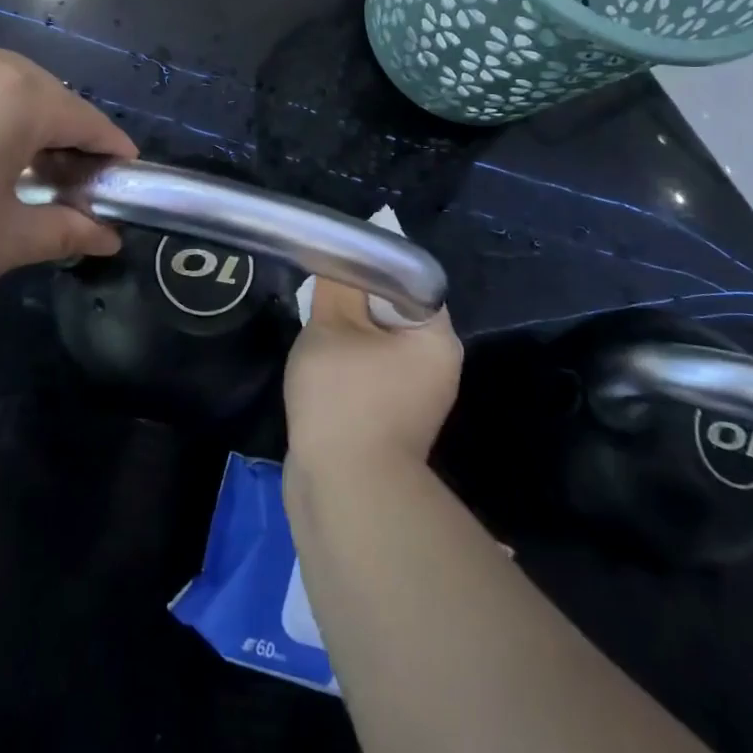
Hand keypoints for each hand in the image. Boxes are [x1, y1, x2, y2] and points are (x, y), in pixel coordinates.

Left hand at [0, 30, 136, 338]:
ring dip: (16, 124)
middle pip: (41, 95)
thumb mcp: (0, 244)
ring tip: (11, 175)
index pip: (84, 119)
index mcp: (13, 92)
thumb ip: (64, 229)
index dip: (109, 153)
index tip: (123, 182)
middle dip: (62, 139)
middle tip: (65, 189)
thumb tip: (107, 235)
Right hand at [284, 277, 462, 474]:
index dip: (370, 272)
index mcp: (436, 338)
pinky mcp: (393, 423)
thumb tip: (340, 261)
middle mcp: (437, 367)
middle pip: (392, 316)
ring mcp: (417, 400)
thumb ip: (337, 286)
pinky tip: (319, 374)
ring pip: (377, 348)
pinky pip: (370, 379)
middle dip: (353, 308)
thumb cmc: (344, 397)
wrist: (344, 491)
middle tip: (320, 304)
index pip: (408, 285)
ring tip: (316, 340)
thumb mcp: (332, 327)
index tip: (337, 273)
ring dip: (346, 340)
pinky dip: (346, 371)